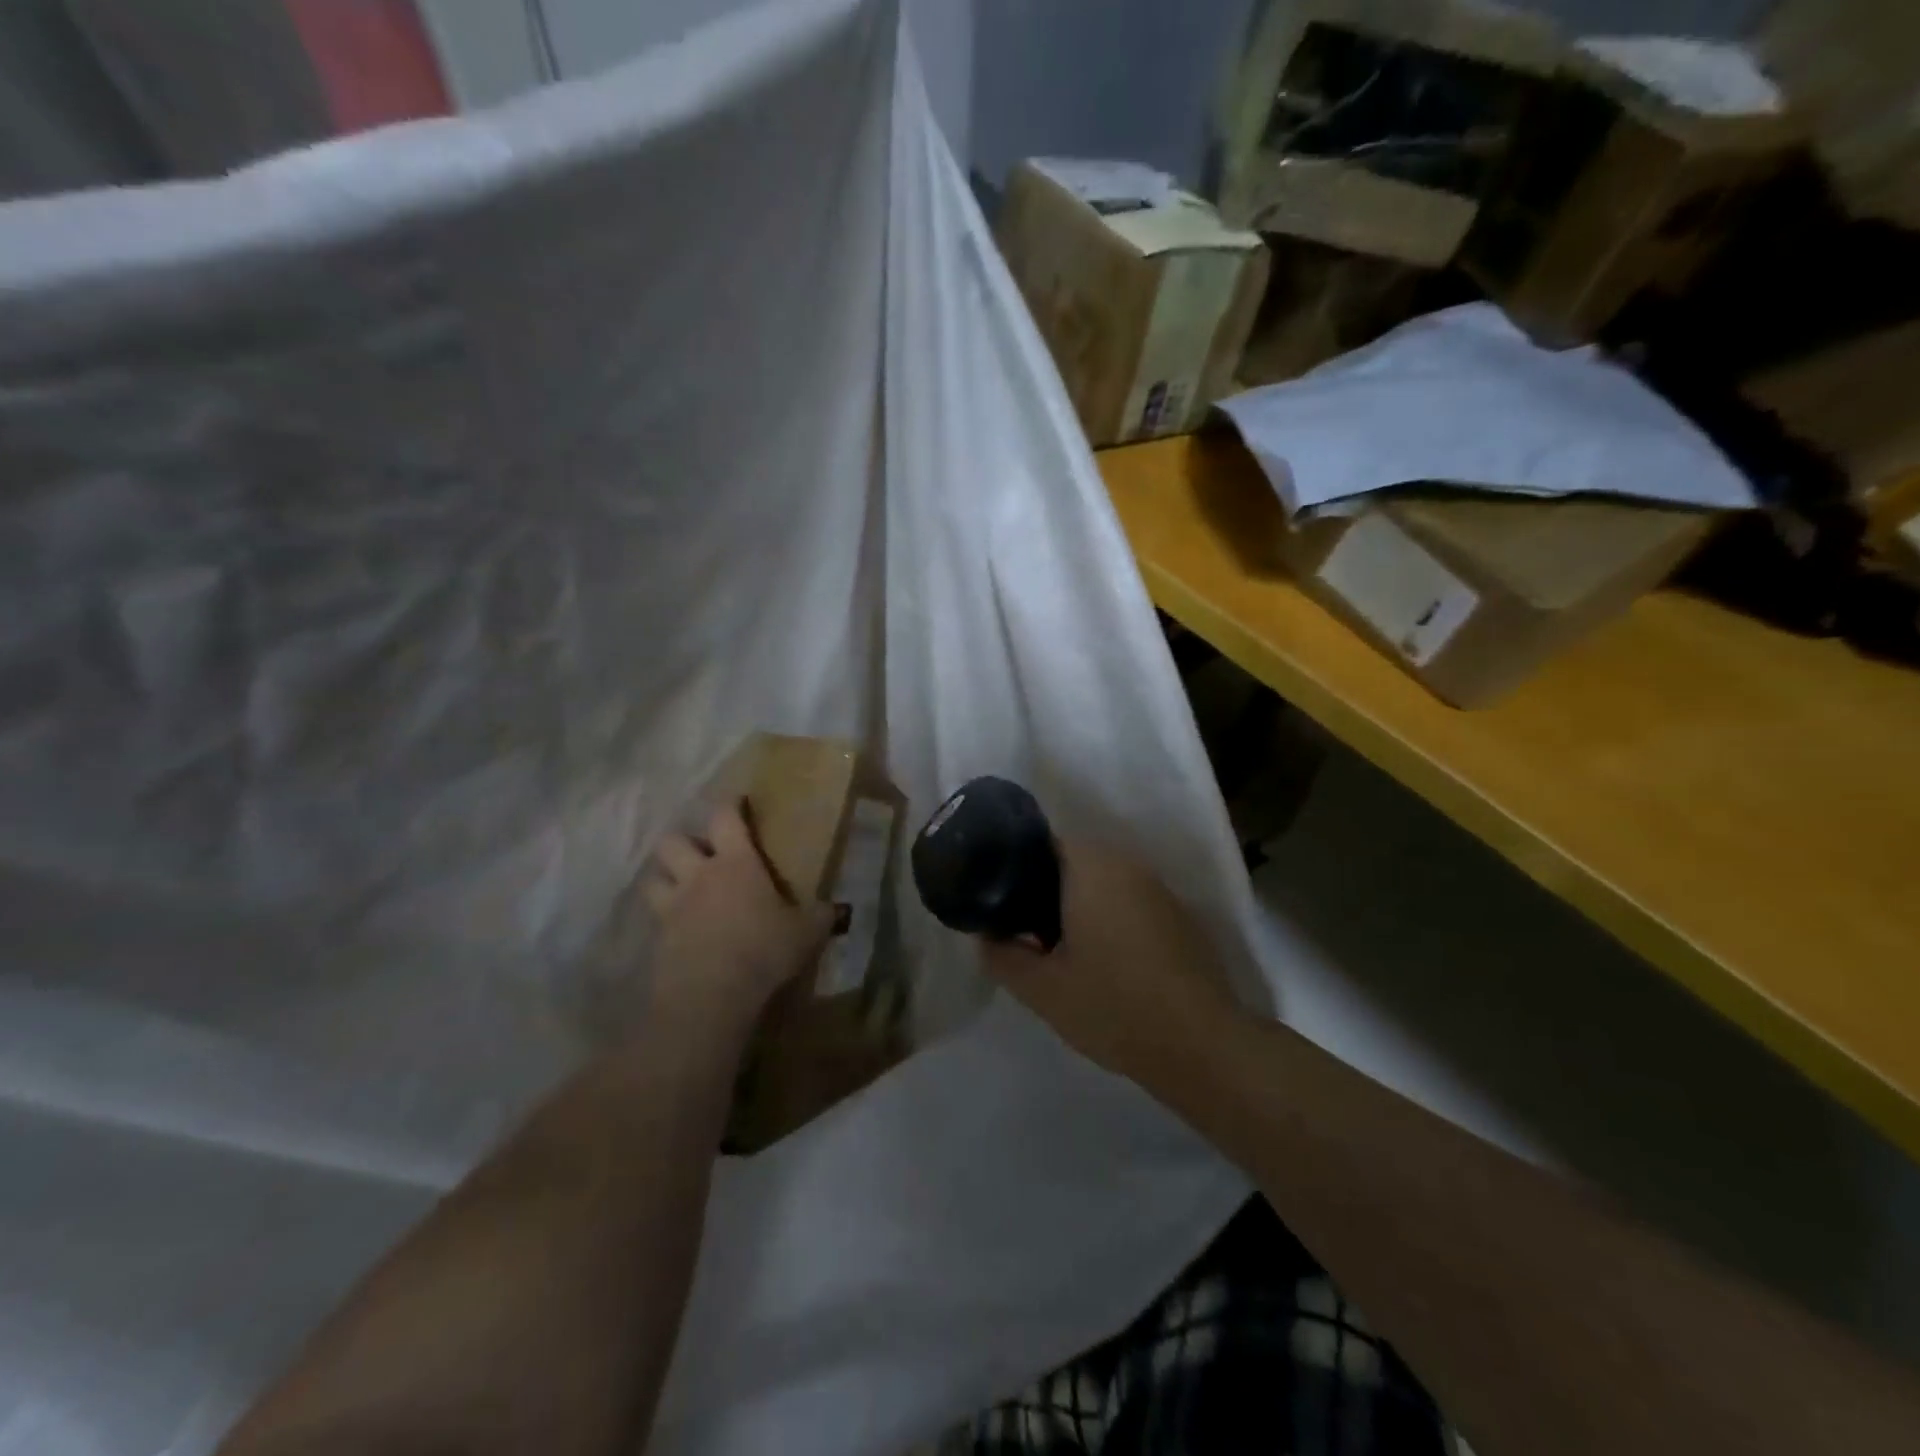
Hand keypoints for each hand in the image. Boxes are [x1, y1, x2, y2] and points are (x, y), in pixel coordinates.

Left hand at [641, 802, 838, 1045]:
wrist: (711, 995)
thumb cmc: (763, 950)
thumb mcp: (806, 932)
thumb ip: (820, 915)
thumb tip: (837, 908)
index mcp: (736, 863)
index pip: (725, 817)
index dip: (729, 804)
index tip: (737, 801)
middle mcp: (698, 876)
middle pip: (672, 841)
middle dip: (683, 842)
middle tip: (701, 853)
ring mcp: (672, 907)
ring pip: (653, 878)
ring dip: (664, 877)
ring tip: (680, 887)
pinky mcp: (657, 939)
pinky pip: (655, 919)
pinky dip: (664, 919)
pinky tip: (681, 930)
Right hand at [980, 837, 1241, 1085]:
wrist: (1201, 1045)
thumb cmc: (1113, 1006)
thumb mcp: (1042, 989)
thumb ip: (1003, 956)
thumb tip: (987, 938)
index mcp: (1091, 868)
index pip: (1042, 843)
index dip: (1016, 868)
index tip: (1001, 902)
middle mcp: (1128, 865)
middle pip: (1074, 862)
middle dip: (1046, 890)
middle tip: (1024, 931)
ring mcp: (1160, 890)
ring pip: (1105, 882)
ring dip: (1080, 905)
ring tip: (1060, 949)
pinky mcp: (1180, 917)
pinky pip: (1131, 903)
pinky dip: (1111, 919)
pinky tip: (1105, 962)